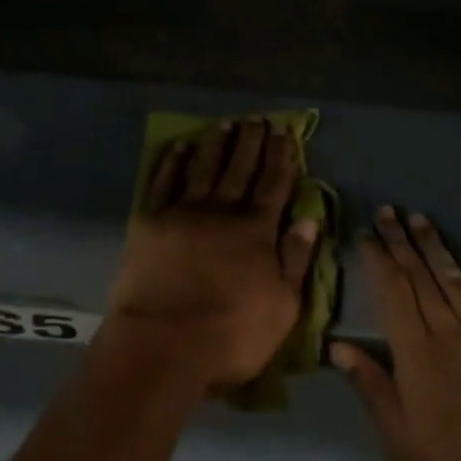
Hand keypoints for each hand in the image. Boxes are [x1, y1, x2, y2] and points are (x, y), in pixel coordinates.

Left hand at [106, 120, 320, 391]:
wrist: (163, 343)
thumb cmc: (231, 334)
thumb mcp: (283, 307)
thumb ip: (296, 259)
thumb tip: (309, 217)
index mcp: (257, 230)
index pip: (274, 184)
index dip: (280, 156)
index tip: (284, 131)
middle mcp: (223, 211)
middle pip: (240, 168)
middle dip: (251, 141)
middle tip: (257, 118)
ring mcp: (185, 211)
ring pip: (205, 167)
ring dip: (216, 143)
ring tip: (226, 123)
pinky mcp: (151, 220)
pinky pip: (165, 181)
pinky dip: (173, 161)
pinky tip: (180, 146)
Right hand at [331, 209, 460, 460]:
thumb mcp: (399, 447)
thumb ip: (372, 388)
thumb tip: (337, 344)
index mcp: (416, 358)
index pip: (392, 293)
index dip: (379, 259)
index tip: (368, 233)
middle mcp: (452, 337)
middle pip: (422, 278)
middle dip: (402, 242)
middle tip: (390, 210)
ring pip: (459, 281)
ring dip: (438, 248)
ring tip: (421, 219)